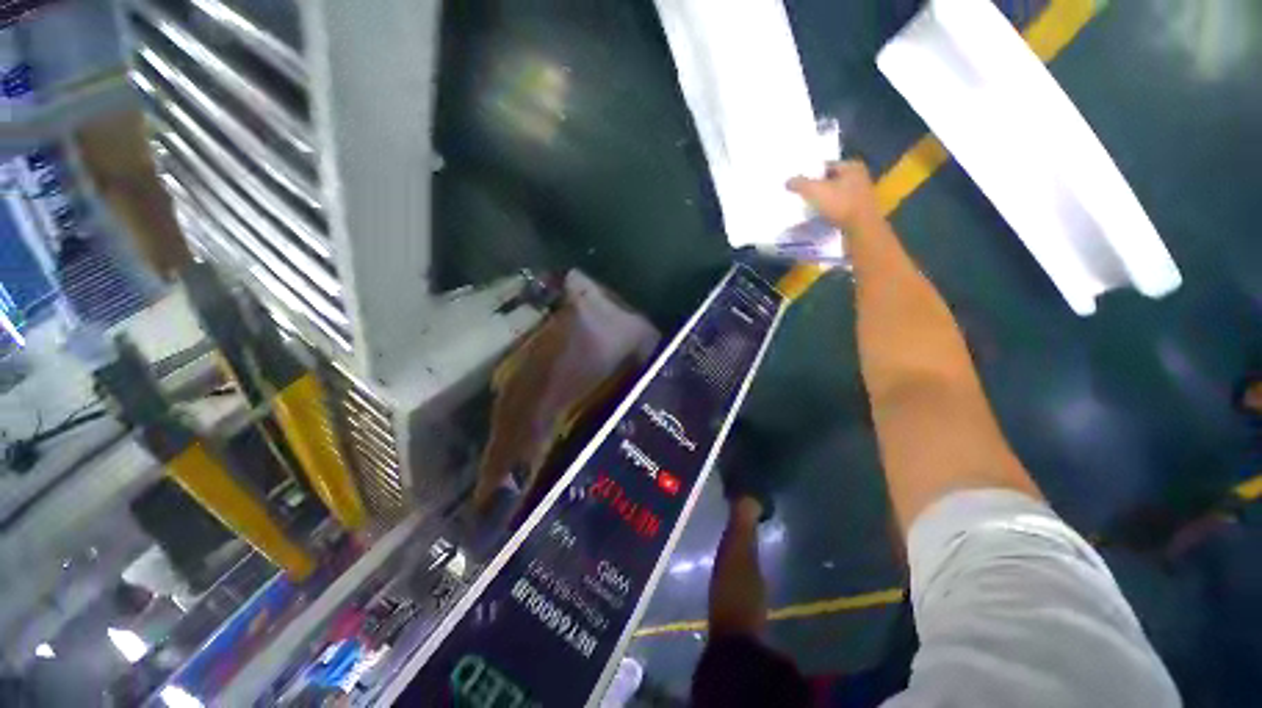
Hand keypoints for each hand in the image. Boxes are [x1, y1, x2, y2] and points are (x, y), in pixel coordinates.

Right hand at [787, 160, 880, 232]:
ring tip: (806, 208)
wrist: (861, 229)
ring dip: (822, 202)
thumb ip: (800, 184)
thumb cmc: (840, 204)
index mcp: (852, 167)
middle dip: (816, 188)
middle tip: (800, 195)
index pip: (826, 165)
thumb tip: (788, 181)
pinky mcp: (858, 212)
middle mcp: (859, 178)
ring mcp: (860, 196)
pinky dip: (828, 212)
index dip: (811, 173)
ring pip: (834, 196)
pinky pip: (838, 209)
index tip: (798, 182)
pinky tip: (818, 218)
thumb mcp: (815, 191)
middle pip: (830, 181)